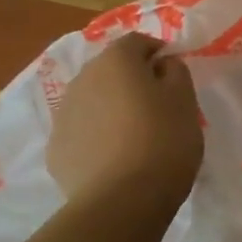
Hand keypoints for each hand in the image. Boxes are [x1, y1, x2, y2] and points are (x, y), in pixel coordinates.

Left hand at [47, 34, 202, 205]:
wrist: (121, 200)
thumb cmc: (164, 141)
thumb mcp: (185, 100)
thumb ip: (175, 72)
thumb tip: (162, 64)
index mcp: (116, 61)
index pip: (137, 41)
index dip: (157, 52)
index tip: (173, 73)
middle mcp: (82, 79)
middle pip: (110, 69)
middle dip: (131, 79)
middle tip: (157, 104)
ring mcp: (63, 115)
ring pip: (93, 100)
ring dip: (112, 107)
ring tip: (136, 134)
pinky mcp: (55, 149)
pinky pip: (82, 131)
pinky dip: (97, 135)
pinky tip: (116, 158)